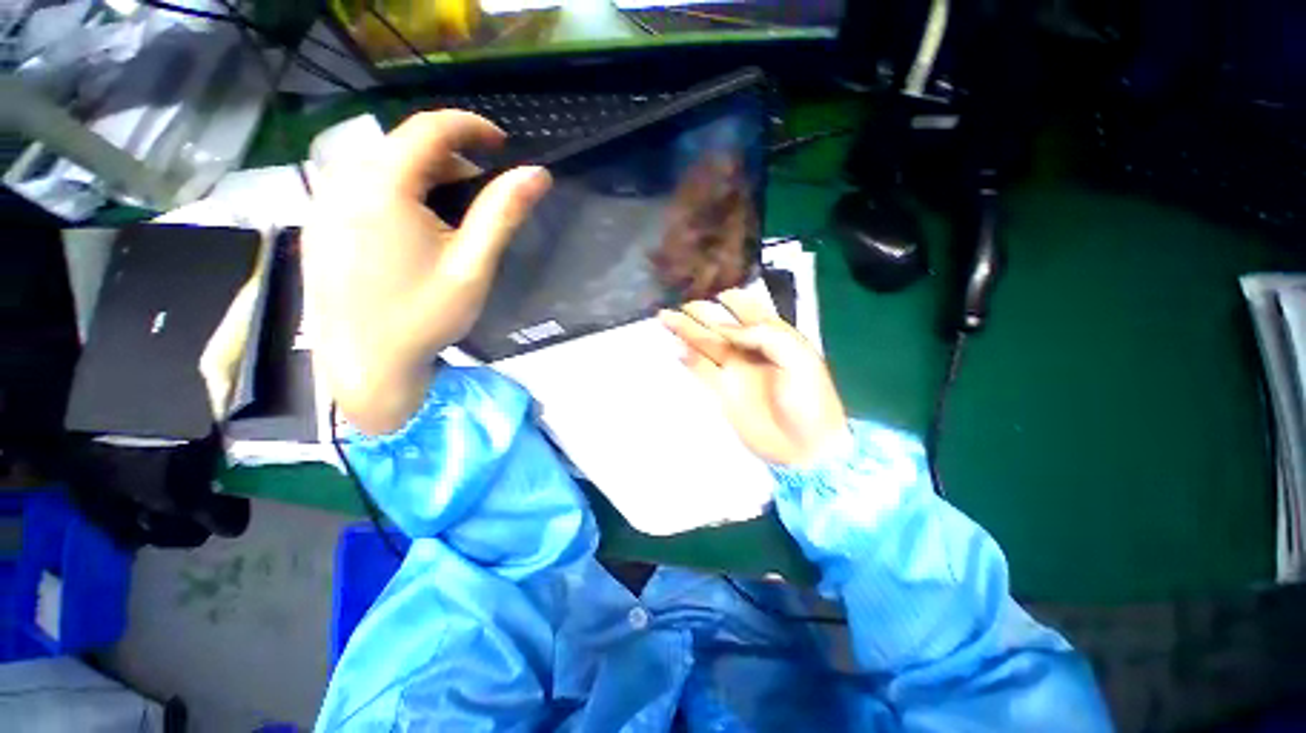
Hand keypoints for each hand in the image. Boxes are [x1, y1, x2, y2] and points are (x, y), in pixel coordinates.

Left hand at [302, 111, 551, 434]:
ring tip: (453, 216)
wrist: (365, 367)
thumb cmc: (425, 317)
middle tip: (483, 193)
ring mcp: (322, 206)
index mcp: (380, 187)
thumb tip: (538, 174)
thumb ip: (503, 213)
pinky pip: (360, 190)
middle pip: (402, 147)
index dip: (470, 127)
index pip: (428, 128)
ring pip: (380, 168)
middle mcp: (341, 184)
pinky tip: (415, 232)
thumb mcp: (473, 265)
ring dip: (423, 178)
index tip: (502, 144)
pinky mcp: (318, 228)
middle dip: (449, 159)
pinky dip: (396, 194)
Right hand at [660, 289, 848, 466]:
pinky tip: (675, 347)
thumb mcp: (799, 358)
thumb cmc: (809, 400)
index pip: (748, 311)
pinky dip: (687, 358)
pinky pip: (700, 369)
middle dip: (701, 312)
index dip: (731, 299)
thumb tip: (726, 329)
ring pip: (705, 344)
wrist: (804, 447)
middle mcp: (749, 350)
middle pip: (720, 325)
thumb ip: (764, 335)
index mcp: (773, 337)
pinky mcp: (722, 391)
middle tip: (680, 303)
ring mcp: (734, 370)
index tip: (712, 290)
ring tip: (664, 317)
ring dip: (686, 331)